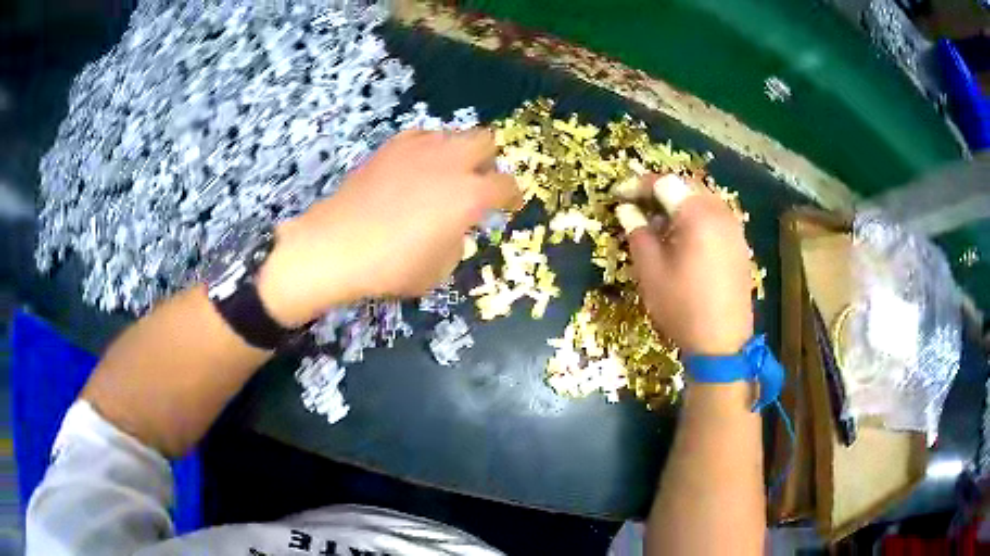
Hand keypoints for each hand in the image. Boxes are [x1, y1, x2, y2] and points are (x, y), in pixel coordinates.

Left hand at [258, 129, 520, 326]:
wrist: (338, 246)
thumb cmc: (392, 266)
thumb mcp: (439, 269)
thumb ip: (458, 240)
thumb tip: (454, 226)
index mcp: (469, 195)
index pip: (506, 185)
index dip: (512, 196)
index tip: (509, 204)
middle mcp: (450, 162)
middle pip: (485, 140)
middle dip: (488, 160)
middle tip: (478, 181)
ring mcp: (419, 149)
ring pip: (453, 133)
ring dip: (457, 151)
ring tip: (444, 173)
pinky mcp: (391, 147)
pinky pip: (421, 135)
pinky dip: (427, 147)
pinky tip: (416, 165)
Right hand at [617, 174, 753, 355]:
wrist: (723, 344)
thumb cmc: (682, 307)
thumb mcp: (651, 271)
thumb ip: (638, 233)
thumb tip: (628, 211)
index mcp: (697, 214)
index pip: (664, 183)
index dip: (638, 185)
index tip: (618, 195)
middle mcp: (720, 212)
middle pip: (686, 186)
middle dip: (659, 192)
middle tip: (636, 206)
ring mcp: (734, 228)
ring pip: (702, 199)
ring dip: (678, 204)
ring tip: (658, 224)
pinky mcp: (739, 243)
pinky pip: (714, 216)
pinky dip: (694, 217)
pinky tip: (682, 239)